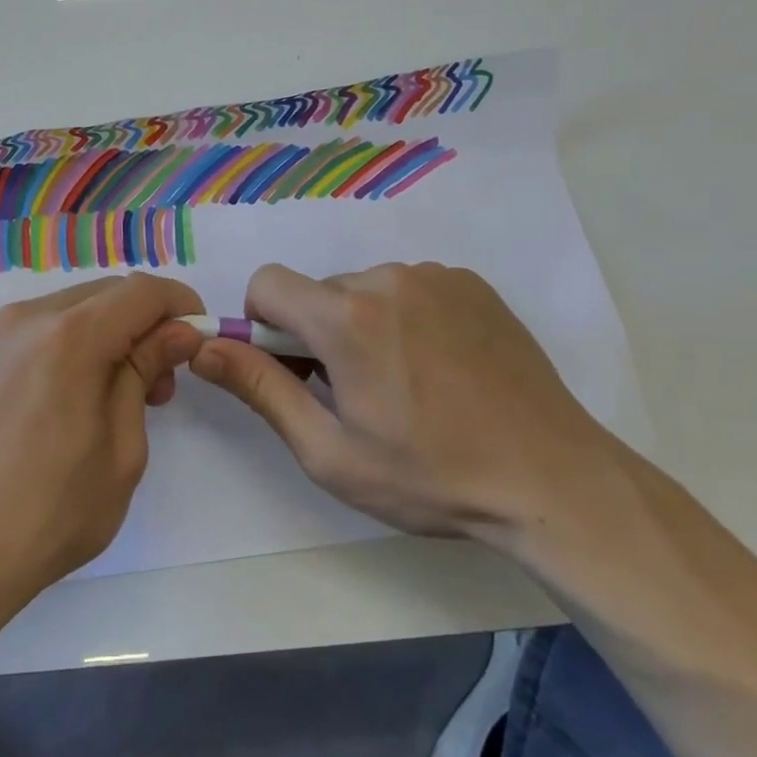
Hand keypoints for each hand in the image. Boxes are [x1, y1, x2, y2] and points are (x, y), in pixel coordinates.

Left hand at [0, 273, 203, 621]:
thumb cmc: (46, 515)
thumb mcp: (121, 451)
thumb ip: (145, 374)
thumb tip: (176, 333)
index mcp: (70, 336)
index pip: (143, 291)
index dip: (181, 306)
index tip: (199, 341)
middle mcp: (29, 318)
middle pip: (108, 293)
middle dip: (147, 323)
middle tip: (162, 383)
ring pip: (75, 310)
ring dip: (111, 334)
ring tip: (123, 396)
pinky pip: (43, 330)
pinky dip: (76, 345)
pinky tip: (78, 397)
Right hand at [190, 262, 621, 544]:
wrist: (552, 480)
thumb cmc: (431, 476)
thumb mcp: (330, 452)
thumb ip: (261, 390)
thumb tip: (203, 348)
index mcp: (346, 317)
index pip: (267, 283)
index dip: (262, 325)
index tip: (292, 369)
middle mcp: (387, 278)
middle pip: (319, 291)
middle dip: (318, 333)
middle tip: (355, 394)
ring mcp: (436, 276)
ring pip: (365, 289)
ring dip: (364, 326)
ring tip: (406, 386)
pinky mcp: (471, 284)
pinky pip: (411, 288)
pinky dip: (407, 318)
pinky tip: (442, 368)